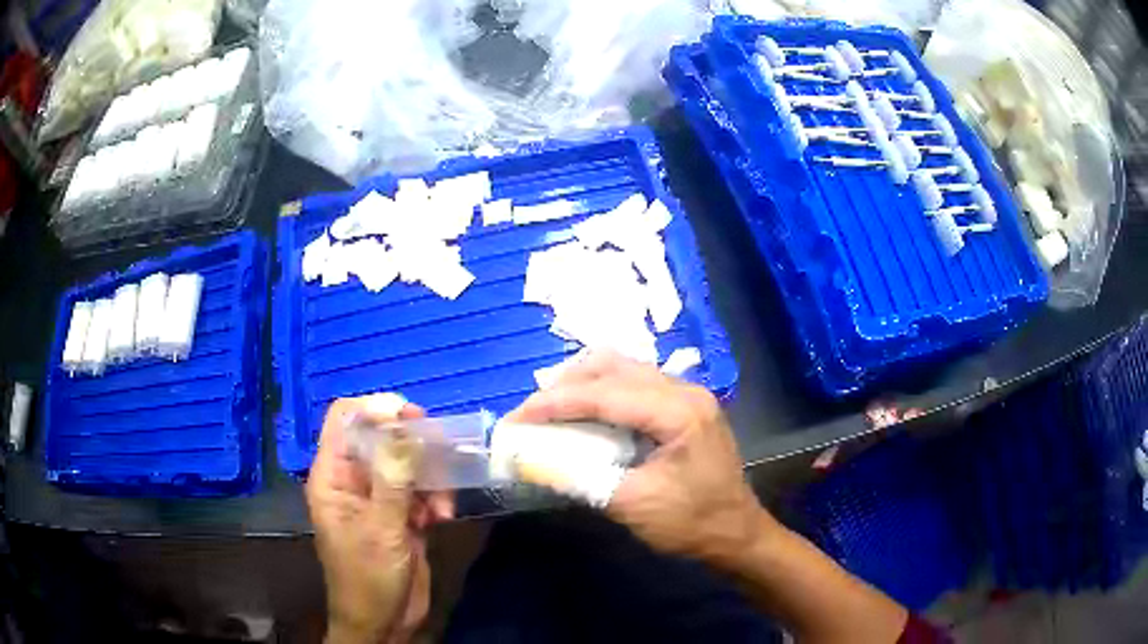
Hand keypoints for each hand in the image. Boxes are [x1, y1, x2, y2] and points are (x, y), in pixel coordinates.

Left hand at [306, 394, 453, 643]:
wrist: (384, 622)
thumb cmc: (369, 577)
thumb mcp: (382, 528)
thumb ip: (393, 478)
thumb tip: (403, 425)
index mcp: (333, 476)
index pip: (345, 420)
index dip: (374, 408)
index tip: (411, 415)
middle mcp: (353, 480)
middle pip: (380, 437)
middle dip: (412, 444)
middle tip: (440, 448)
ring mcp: (378, 498)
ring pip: (405, 463)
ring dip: (429, 477)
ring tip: (441, 505)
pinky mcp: (400, 515)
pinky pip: (419, 490)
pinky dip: (434, 498)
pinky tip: (442, 518)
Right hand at [507, 352, 776, 564]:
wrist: (736, 533)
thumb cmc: (690, 523)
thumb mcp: (631, 505)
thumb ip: (579, 477)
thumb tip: (529, 459)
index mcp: (678, 411)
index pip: (604, 393)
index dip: (554, 403)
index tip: (516, 418)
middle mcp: (684, 390)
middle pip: (613, 367)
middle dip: (565, 385)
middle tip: (530, 413)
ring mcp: (686, 394)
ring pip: (623, 368)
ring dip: (582, 383)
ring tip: (549, 409)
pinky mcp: (683, 406)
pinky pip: (633, 383)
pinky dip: (601, 391)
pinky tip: (583, 411)